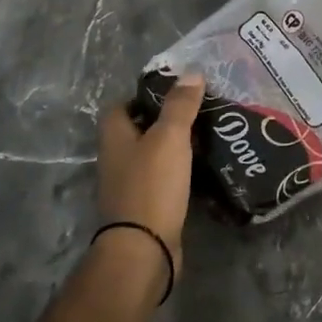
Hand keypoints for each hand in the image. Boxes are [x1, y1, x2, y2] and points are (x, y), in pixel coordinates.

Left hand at [97, 74, 203, 276]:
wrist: (144, 249)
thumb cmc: (151, 185)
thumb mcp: (169, 137)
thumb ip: (180, 105)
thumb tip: (191, 72)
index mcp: (114, 138)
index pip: (119, 106)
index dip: (142, 95)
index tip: (173, 91)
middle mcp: (116, 160)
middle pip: (136, 131)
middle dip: (163, 119)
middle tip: (197, 109)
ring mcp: (129, 186)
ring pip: (151, 156)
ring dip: (173, 146)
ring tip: (206, 134)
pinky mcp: (145, 207)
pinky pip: (162, 179)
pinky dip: (179, 171)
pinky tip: (202, 167)